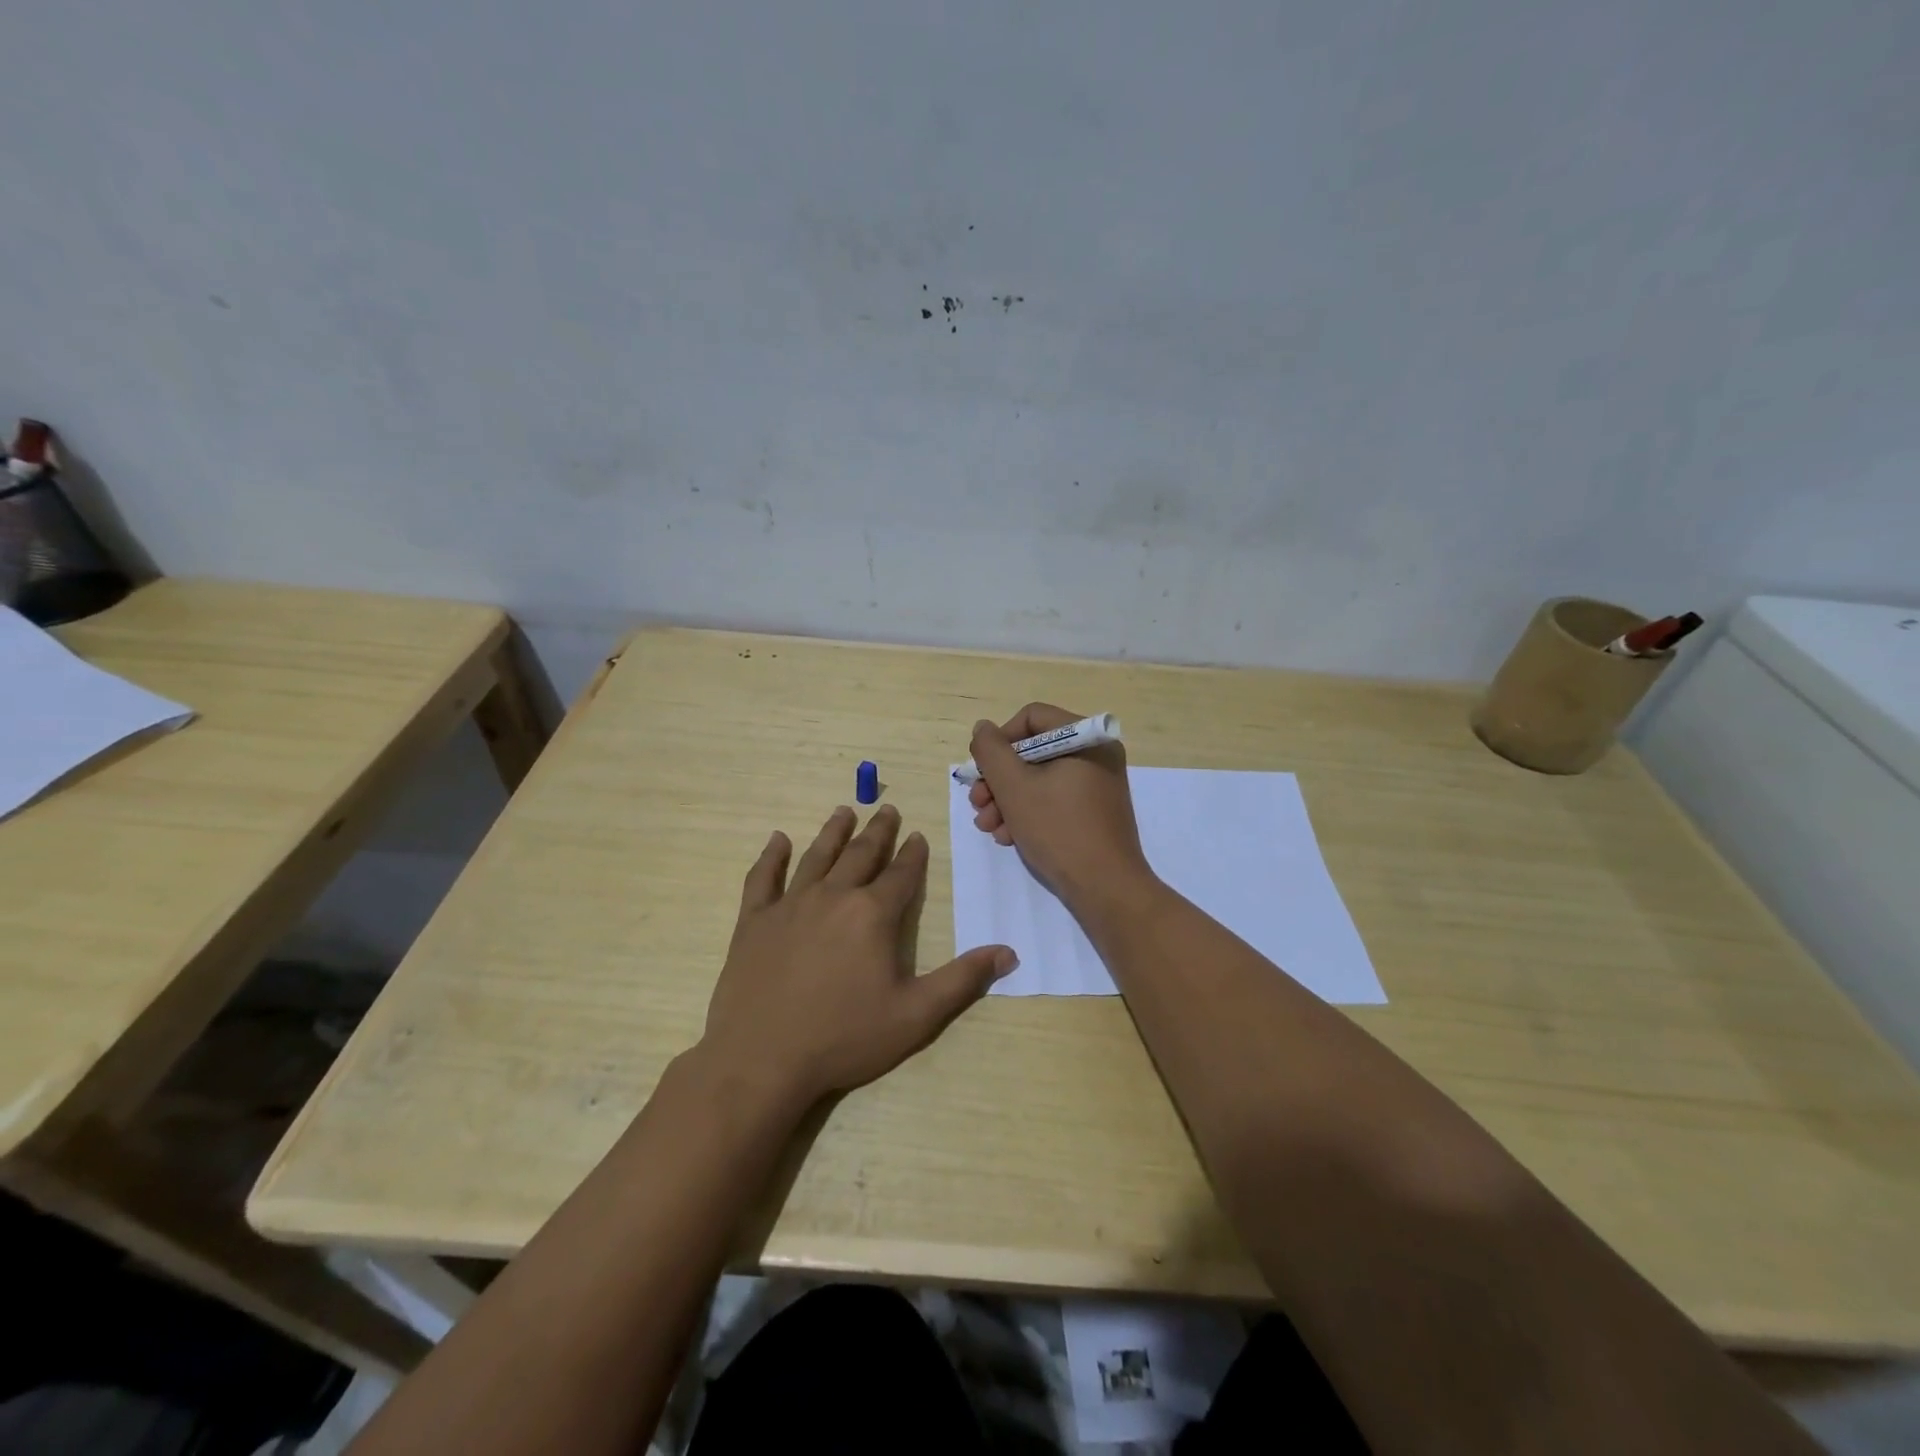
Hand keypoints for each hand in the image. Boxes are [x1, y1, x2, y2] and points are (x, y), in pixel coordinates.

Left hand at [701, 804, 1016, 1106]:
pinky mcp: (754, 921)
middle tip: (887, 809)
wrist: (762, 1060)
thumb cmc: (844, 1038)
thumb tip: (1008, 952)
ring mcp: (790, 905)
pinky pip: (763, 878)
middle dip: (878, 831)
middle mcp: (833, 897)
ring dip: (833, 832)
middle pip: (861, 854)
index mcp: (873, 915)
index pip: (901, 874)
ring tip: (844, 811)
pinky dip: (771, 856)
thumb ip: (962, 980)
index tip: (918, 836)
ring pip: (817, 857)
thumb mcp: (916, 1015)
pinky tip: (777, 839)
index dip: (913, 855)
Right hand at [967, 703, 1156, 912]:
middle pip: (1033, 751)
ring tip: (989, 827)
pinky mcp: (1094, 812)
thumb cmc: (1058, 829)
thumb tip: (983, 729)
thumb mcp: (1014, 786)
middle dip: (998, 779)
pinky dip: (1028, 813)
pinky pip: (1054, 799)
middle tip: (978, 804)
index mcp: (1086, 739)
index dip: (1000, 740)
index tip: (982, 770)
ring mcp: (1097, 785)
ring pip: (1039, 779)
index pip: (1032, 718)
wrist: (1105, 888)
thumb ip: (991, 751)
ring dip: (1007, 800)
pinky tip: (1009, 836)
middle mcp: (1096, 755)